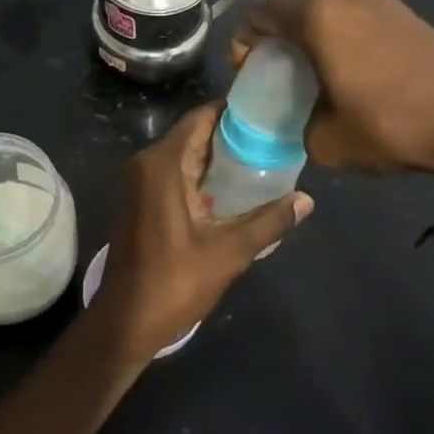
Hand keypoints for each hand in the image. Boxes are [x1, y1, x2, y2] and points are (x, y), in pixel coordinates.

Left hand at [92, 105, 313, 361]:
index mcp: (162, 164)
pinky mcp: (141, 202)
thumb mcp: (229, 251)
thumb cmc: (174, 282)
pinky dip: (202, 175)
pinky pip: (175, 174)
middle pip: (193, 135)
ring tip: (262, 158)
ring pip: (184, 156)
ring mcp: (140, 184)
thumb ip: (269, 221)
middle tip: (273, 136)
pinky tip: (234, 188)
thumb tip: (307, 200)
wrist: (126, 321)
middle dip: (230, 135)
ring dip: (217, 157)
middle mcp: (146, 164)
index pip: (200, 119)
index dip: (232, 112)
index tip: (266, 112)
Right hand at [233, 0, 433, 179]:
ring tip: (306, 60)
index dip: (245, 40)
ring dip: (305, 23)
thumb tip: (299, 118)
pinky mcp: (401, 7)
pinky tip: (343, 58)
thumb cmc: (392, 125)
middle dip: (273, 26)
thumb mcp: (327, 141)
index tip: (246, 69)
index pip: (262, 13)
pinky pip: (351, 6)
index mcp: (318, 15)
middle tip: (271, 62)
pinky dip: (335, 24)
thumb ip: (297, 124)